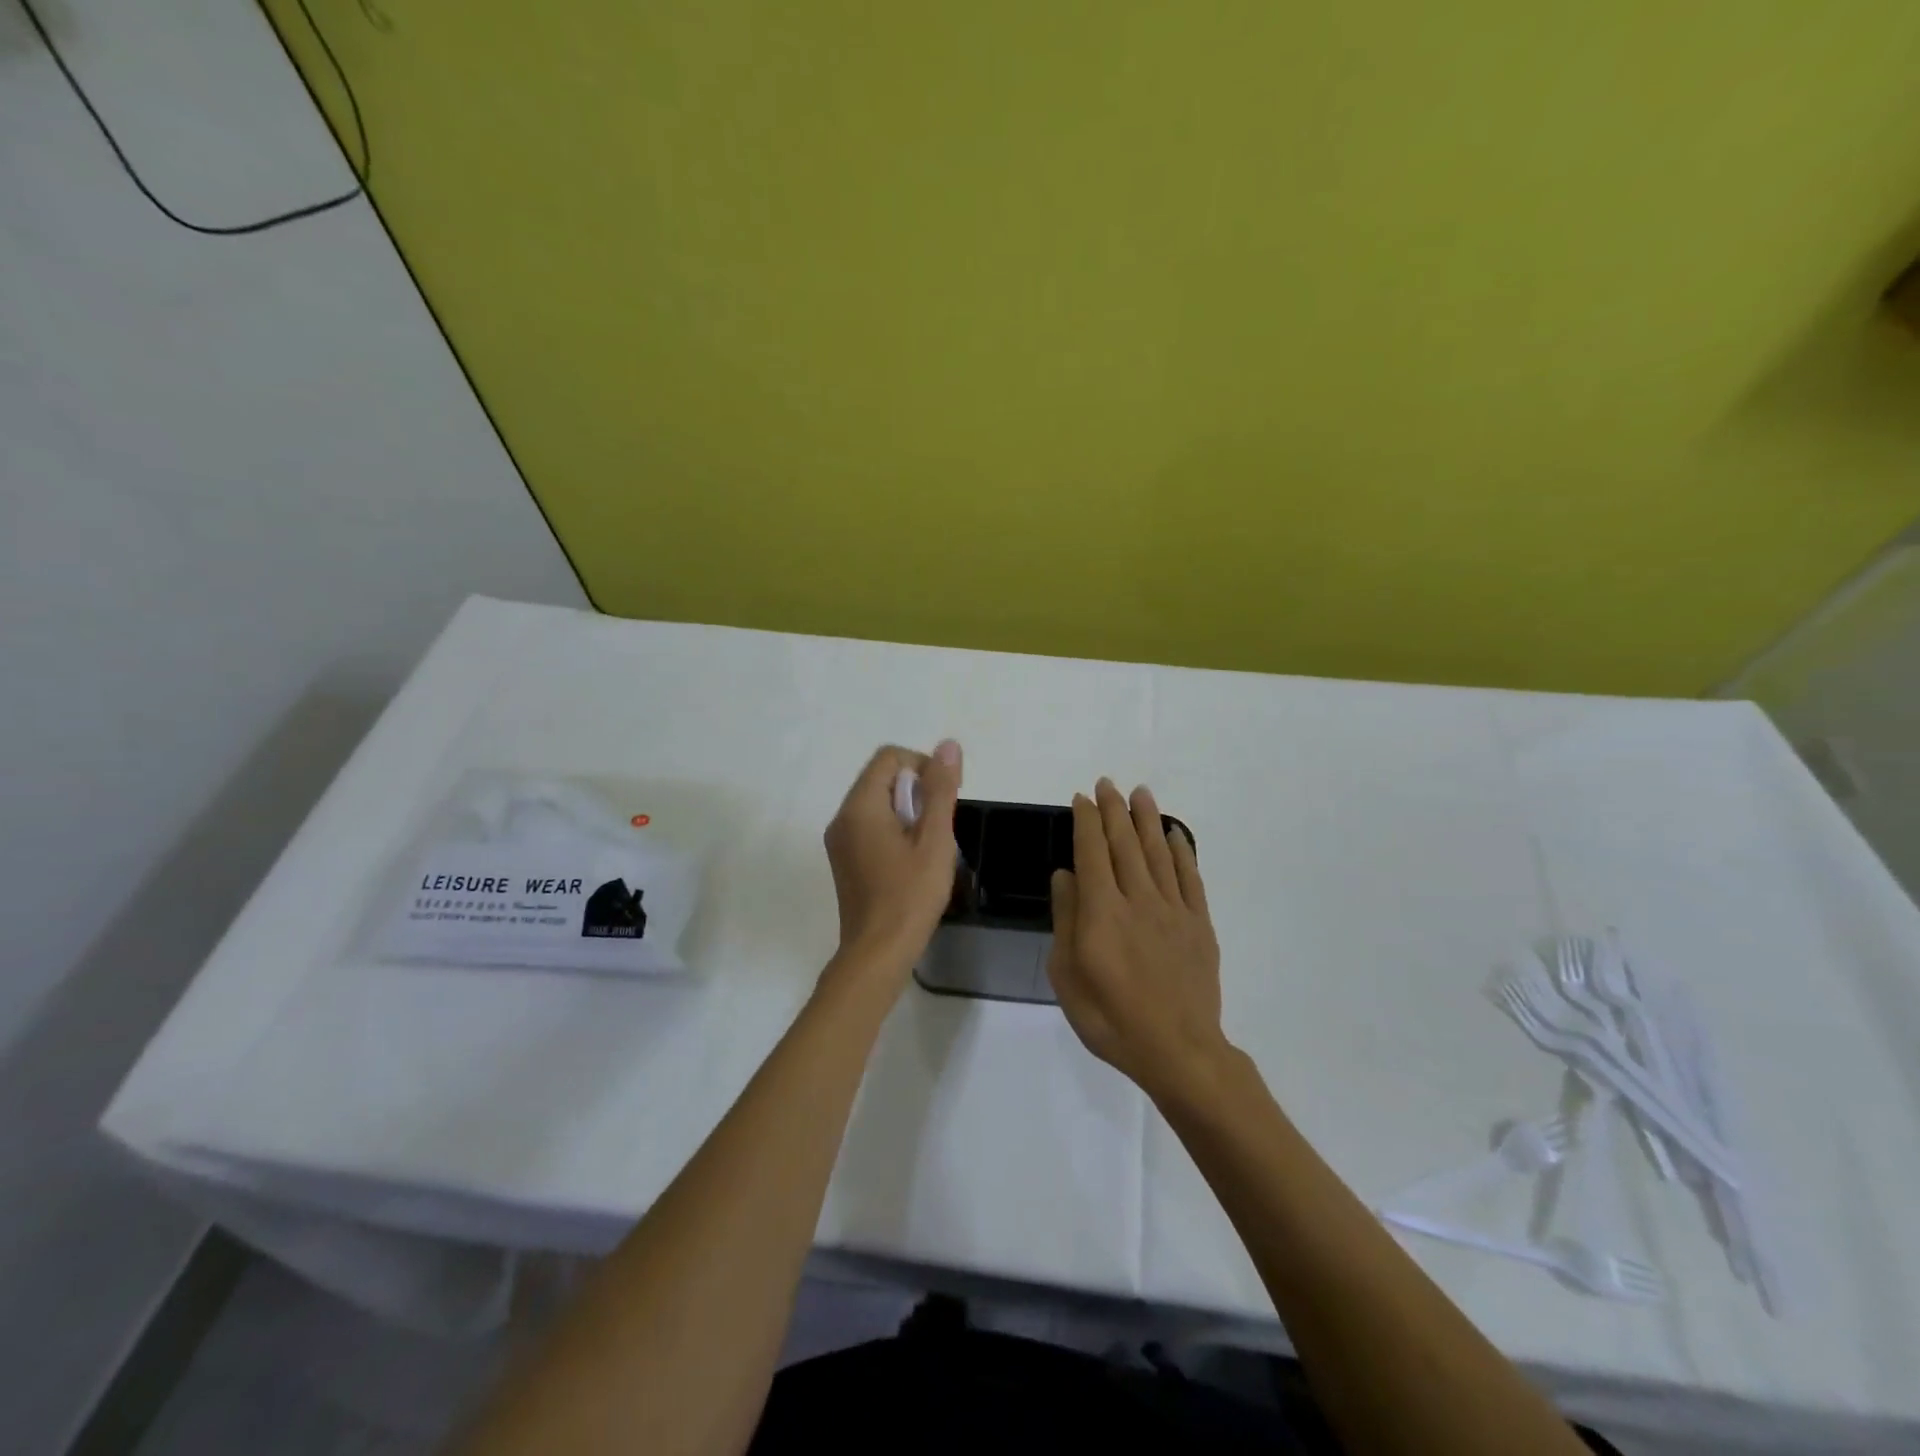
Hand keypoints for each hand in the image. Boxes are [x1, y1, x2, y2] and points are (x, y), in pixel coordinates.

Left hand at [822, 741, 962, 973]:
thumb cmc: (910, 895)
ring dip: (906, 810)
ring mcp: (839, 840)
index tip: (943, 798)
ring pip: (876, 802)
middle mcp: (842, 816)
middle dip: (915, 790)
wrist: (877, 953)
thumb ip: (941, 789)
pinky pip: (869, 825)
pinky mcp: (843, 859)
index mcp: (860, 806)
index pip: (889, 757)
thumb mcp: (934, 840)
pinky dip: (893, 828)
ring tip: (928, 845)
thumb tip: (948, 745)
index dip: (922, 766)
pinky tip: (911, 859)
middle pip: (881, 778)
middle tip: (939, 825)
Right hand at [1047, 778, 1227, 1100]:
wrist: (1178, 1051)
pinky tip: (1175, 834)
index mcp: (1101, 911)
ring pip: (1159, 852)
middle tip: (1108, 784)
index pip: (1092, 852)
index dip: (1086, 821)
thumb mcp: (1068, 976)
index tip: (1082, 798)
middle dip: (1114, 810)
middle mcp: (1138, 899)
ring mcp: (1173, 909)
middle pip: (1125, 843)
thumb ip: (1066, 921)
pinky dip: (1182, 851)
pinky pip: (1191, 878)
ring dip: (1147, 819)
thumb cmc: (1111, 1019)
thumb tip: (1065, 875)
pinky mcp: (1199, 924)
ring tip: (1140, 793)